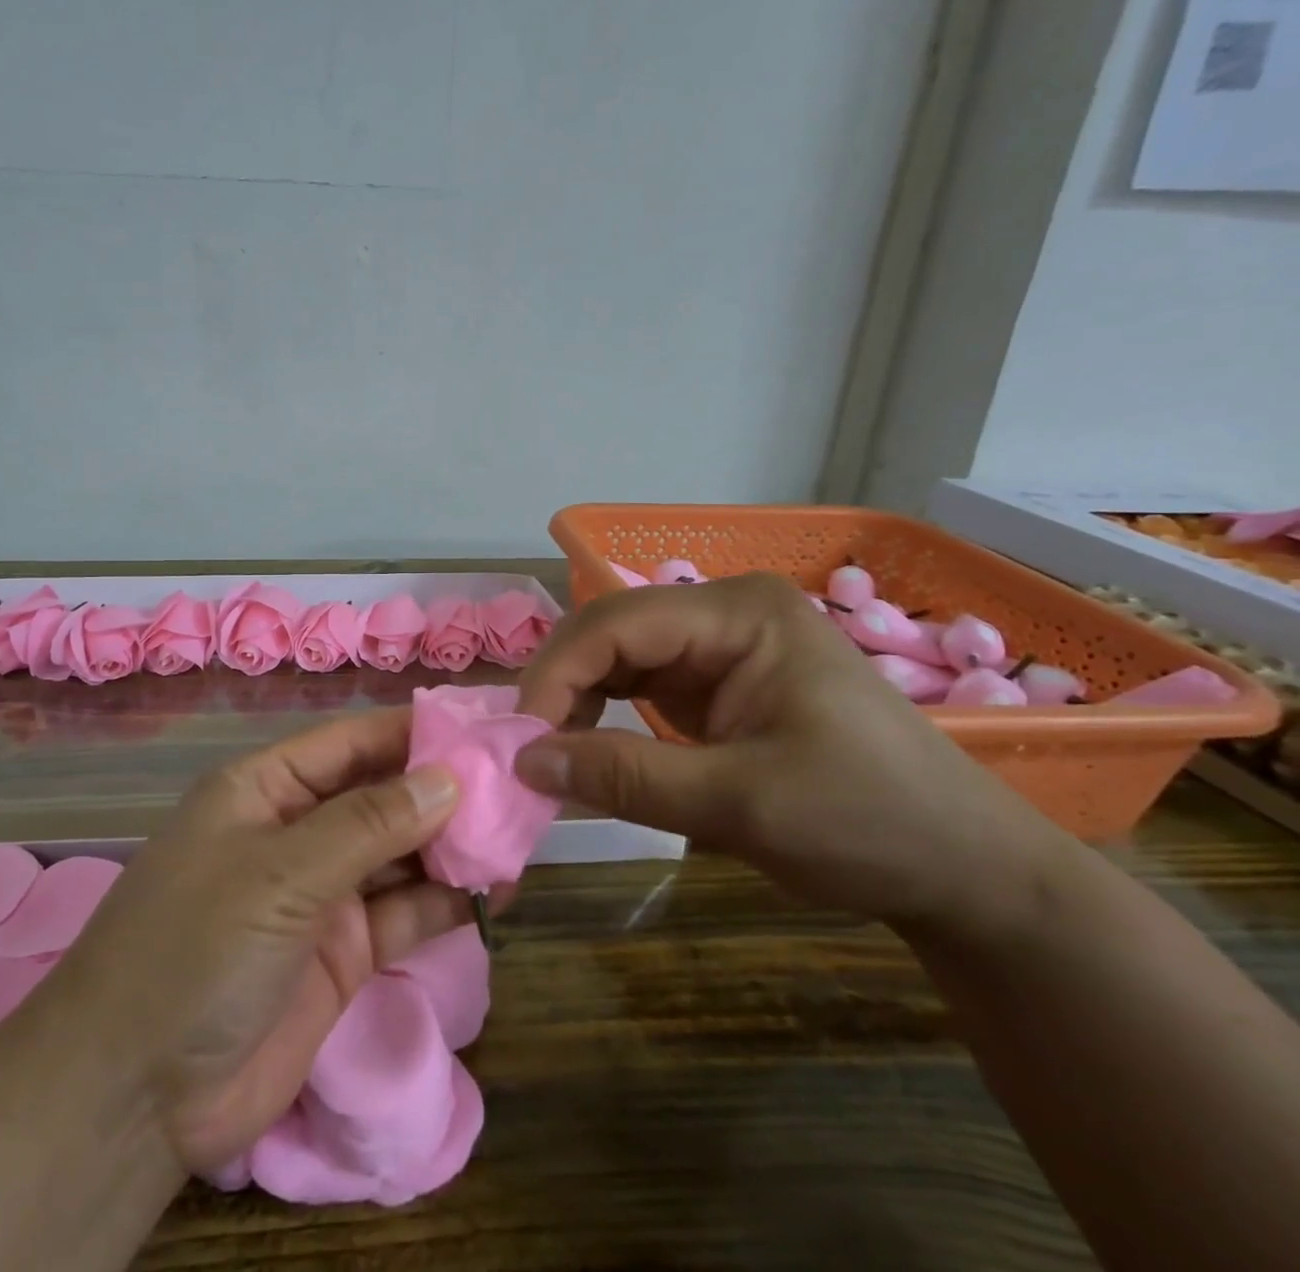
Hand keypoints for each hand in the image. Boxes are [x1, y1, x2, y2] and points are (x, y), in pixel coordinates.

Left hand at [30, 707, 472, 1176]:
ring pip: (400, 854)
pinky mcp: (343, 954)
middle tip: (519, 785)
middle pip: (381, 795)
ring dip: (452, 845)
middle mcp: (296, 831)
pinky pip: (403, 912)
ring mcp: (321, 894)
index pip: (351, 742)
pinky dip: (446, 900)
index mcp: (266, 788)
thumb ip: (368, 824)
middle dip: (443, 790)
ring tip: (520, 834)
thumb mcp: (280, 872)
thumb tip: (448, 777)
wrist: (135, 1092)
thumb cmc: (197, 947)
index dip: (414, 732)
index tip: (482, 727)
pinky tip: (496, 890)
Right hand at [512, 573, 1070, 936]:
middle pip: (608, 633)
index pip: (615, 624)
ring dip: (574, 703)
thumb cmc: (870, 824)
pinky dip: (601, 716)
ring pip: (613, 657)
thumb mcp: (741, 805)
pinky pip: (635, 685)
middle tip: (525, 754)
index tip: (520, 744)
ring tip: (548, 757)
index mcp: (738, 613)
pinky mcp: (714, 680)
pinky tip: (584, 750)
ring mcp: (717, 645)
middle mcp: (721, 612)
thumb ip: (626, 778)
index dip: (555, 677)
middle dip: (559, 689)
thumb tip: (523, 763)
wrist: (965, 871)